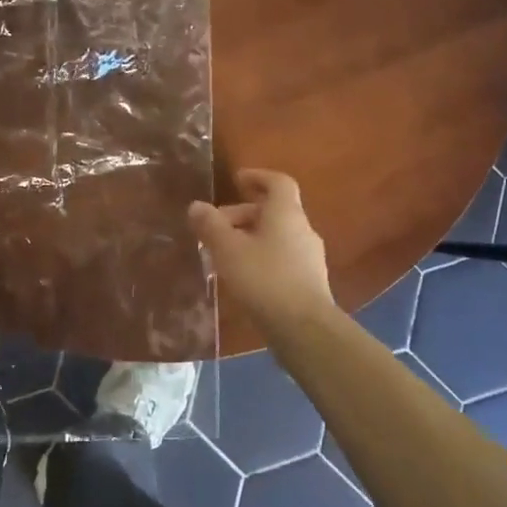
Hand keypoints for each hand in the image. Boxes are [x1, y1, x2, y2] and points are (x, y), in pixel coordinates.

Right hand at [188, 170, 332, 335]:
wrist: (304, 328)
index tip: (237, 180)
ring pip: (276, 236)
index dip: (258, 177)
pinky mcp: (309, 281)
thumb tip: (197, 206)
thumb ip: (211, 226)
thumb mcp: (228, 250)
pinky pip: (282, 257)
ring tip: (224, 255)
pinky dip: (262, 257)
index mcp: (286, 213)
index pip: (277, 182)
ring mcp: (310, 256)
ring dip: (250, 238)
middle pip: (273, 211)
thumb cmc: (264, 279)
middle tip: (215, 228)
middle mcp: (302, 229)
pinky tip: (243, 277)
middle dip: (242, 215)